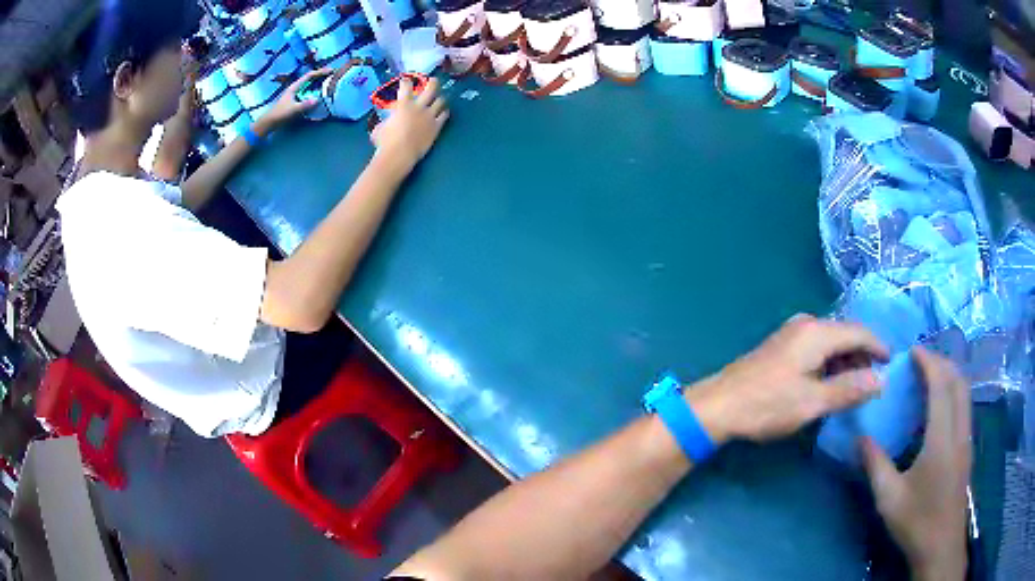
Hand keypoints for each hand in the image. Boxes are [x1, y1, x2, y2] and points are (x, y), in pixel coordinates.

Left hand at [254, 68, 331, 135]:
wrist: (270, 122)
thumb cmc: (280, 114)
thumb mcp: (293, 109)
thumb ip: (304, 105)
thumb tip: (317, 100)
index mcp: (294, 87)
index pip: (309, 76)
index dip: (320, 72)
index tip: (330, 71)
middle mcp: (296, 89)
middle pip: (310, 79)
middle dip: (321, 77)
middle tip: (332, 76)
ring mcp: (296, 95)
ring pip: (309, 86)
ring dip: (318, 85)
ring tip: (328, 84)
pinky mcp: (296, 101)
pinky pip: (307, 94)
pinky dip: (314, 93)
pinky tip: (319, 96)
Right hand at [370, 77, 448, 175]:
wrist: (399, 154)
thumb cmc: (385, 142)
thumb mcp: (379, 128)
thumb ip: (385, 122)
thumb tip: (385, 124)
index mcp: (403, 105)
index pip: (406, 86)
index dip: (406, 81)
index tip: (406, 79)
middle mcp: (419, 107)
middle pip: (430, 88)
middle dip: (432, 82)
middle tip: (432, 80)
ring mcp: (429, 116)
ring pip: (440, 101)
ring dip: (440, 98)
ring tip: (440, 98)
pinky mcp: (436, 127)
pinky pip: (444, 115)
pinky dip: (444, 112)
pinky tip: (444, 112)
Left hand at [688, 314, 888, 443]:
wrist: (718, 405)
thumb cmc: (768, 405)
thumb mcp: (813, 402)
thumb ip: (849, 389)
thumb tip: (880, 380)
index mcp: (817, 332)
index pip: (859, 332)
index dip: (878, 347)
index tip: (892, 363)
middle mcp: (806, 324)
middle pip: (845, 335)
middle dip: (862, 355)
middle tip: (874, 381)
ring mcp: (791, 333)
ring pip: (831, 342)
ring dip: (845, 361)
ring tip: (855, 385)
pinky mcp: (781, 346)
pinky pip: (816, 348)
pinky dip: (829, 363)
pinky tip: (830, 382)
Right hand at [861, 348, 969, 580]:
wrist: (941, 543)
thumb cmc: (916, 521)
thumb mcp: (889, 499)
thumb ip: (876, 465)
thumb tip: (860, 438)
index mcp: (941, 438)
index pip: (941, 385)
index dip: (929, 362)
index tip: (913, 351)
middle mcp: (959, 430)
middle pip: (958, 381)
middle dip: (941, 362)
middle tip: (920, 360)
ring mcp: (966, 437)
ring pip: (965, 391)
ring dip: (950, 375)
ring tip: (930, 375)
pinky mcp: (967, 447)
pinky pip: (965, 404)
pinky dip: (954, 390)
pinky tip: (941, 405)